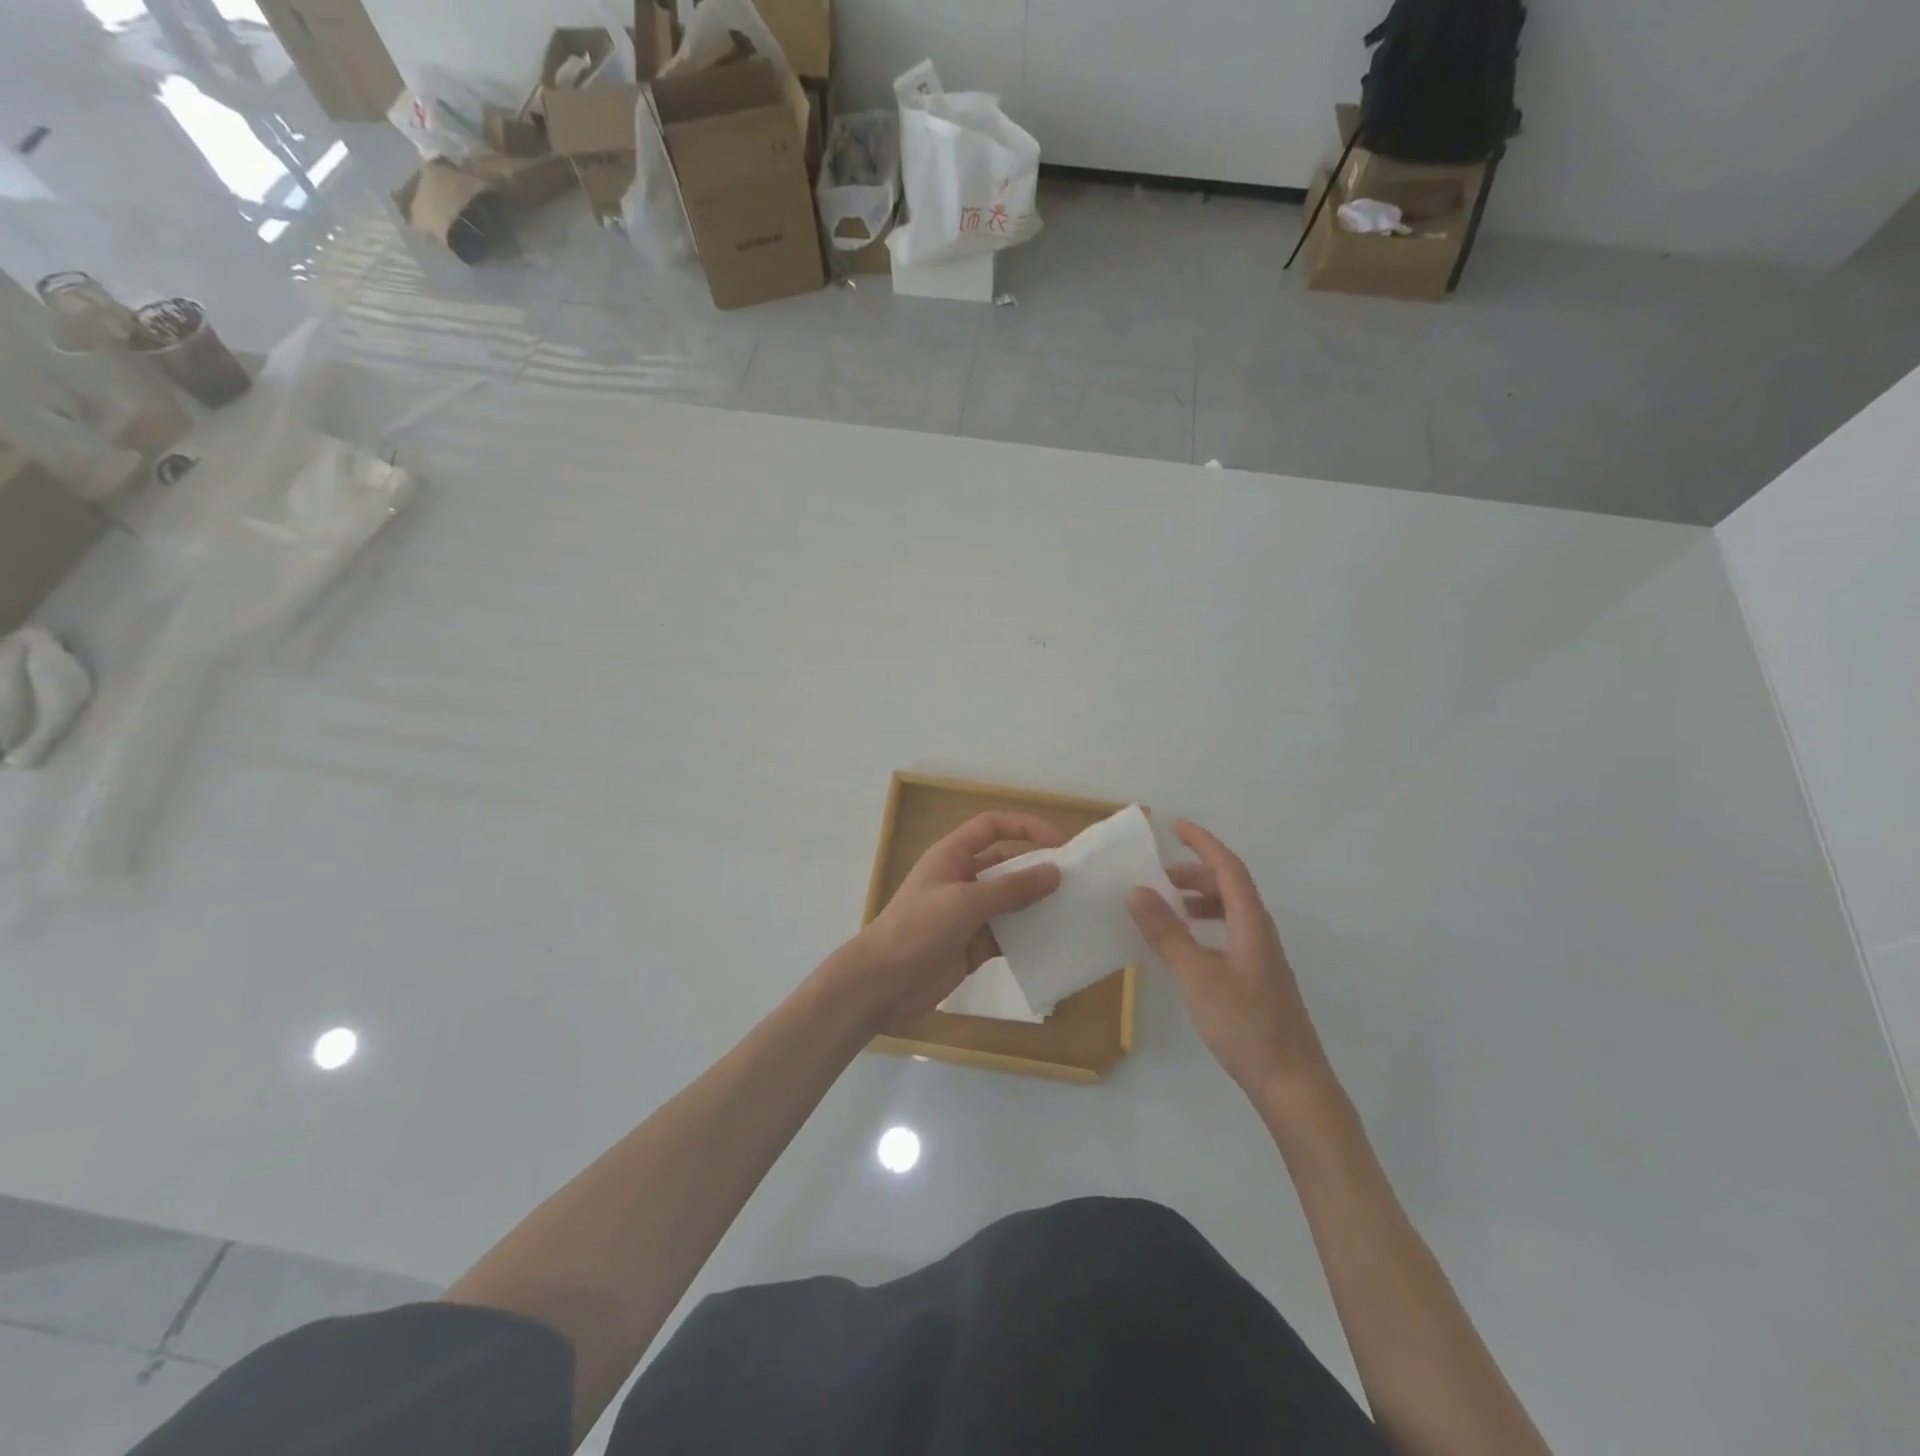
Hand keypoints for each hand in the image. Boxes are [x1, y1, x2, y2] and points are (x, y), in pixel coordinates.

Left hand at [845, 812, 1063, 1029]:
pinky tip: (1054, 941)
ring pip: (1010, 901)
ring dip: (1036, 904)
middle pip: (1006, 864)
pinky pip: (1007, 934)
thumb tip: (1054, 873)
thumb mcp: (965, 903)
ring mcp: (967, 914)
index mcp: (952, 856)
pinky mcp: (973, 945)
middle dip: (1037, 869)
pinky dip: (1027, 936)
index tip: (1059, 843)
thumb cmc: (918, 929)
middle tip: (1076, 881)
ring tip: (1073, 910)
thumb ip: (1011, 889)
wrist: (882, 984)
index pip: (992, 827)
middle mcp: (961, 879)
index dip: (1025, 827)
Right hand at [1128, 820, 1331, 1099]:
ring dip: (1198, 900)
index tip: (1176, 826)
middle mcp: (1260, 932)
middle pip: (1229, 887)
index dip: (1203, 843)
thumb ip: (1167, 933)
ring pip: (1229, 911)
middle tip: (1158, 876)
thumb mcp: (1198, 976)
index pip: (1228, 868)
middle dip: (1194, 872)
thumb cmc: (1246, 1025)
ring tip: (1166, 907)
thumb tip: (1137, 890)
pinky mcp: (1257, 978)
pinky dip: (1204, 925)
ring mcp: (1261, 957)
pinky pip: (1228, 933)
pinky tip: (1185, 946)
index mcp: (1252, 923)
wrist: (1292, 1083)